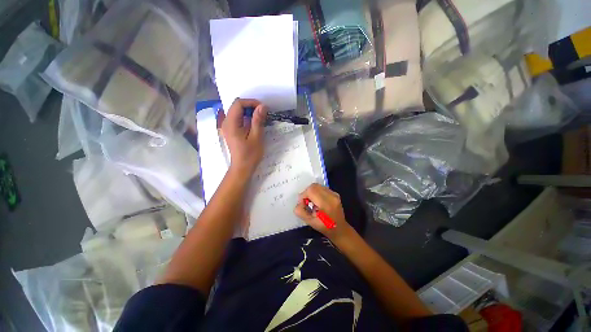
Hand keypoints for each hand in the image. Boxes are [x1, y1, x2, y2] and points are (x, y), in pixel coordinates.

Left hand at [220, 98, 267, 175]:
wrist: (242, 167)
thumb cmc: (250, 154)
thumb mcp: (256, 137)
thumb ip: (258, 121)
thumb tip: (262, 106)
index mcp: (231, 124)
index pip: (238, 104)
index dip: (251, 102)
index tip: (263, 108)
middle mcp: (226, 122)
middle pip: (236, 106)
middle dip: (250, 106)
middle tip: (263, 113)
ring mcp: (227, 126)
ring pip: (237, 111)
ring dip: (248, 111)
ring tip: (260, 117)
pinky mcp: (230, 130)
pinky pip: (237, 118)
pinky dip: (246, 117)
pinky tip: (254, 123)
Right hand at [294, 183, 354, 242]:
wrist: (340, 229)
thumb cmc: (325, 227)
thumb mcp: (310, 222)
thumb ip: (301, 212)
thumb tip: (298, 203)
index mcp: (326, 204)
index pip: (311, 190)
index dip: (303, 195)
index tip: (303, 204)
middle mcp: (331, 196)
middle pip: (314, 186)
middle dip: (307, 193)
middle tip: (307, 202)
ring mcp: (334, 194)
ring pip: (318, 186)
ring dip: (312, 192)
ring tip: (312, 202)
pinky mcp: (335, 193)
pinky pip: (322, 188)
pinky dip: (317, 192)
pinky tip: (318, 201)